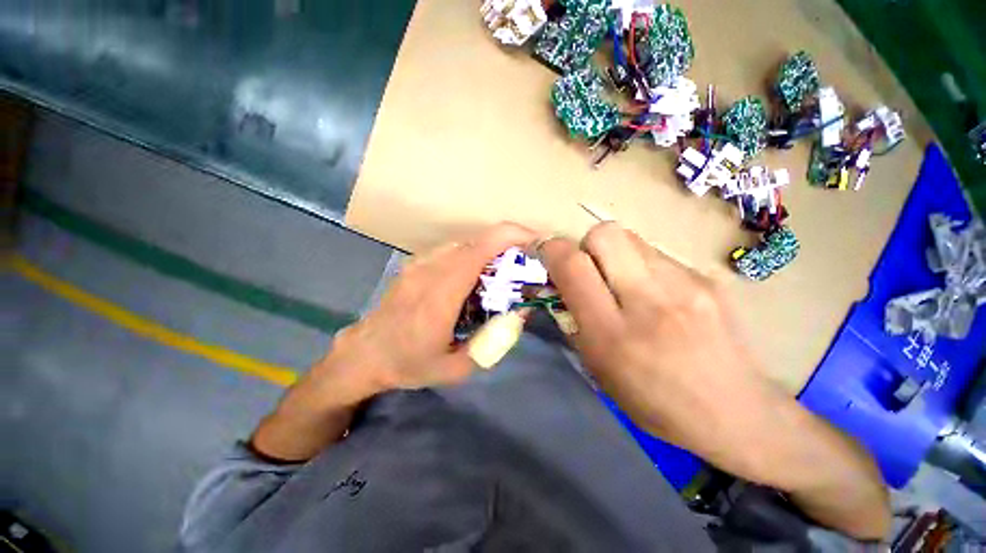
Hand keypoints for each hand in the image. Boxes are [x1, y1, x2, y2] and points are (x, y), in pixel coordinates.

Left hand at [251, 222, 538, 462]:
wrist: (365, 353)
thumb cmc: (410, 364)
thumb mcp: (457, 367)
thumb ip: (493, 341)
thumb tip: (520, 312)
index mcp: (441, 294)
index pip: (479, 250)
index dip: (510, 236)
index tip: (535, 240)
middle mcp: (430, 270)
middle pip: (477, 241)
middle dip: (508, 244)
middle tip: (526, 262)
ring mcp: (420, 263)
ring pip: (465, 242)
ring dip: (491, 250)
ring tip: (504, 269)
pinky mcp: (415, 263)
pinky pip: (452, 249)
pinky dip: (473, 254)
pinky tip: (476, 275)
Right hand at [540, 222, 889, 539]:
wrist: (736, 412)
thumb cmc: (654, 401)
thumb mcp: (598, 368)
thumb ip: (574, 319)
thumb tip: (559, 283)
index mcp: (613, 334)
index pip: (573, 266)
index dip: (551, 250)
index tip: (545, 253)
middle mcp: (649, 301)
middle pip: (604, 234)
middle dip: (584, 244)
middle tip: (587, 267)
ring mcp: (685, 284)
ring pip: (630, 238)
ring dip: (612, 253)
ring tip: (620, 280)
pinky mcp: (706, 278)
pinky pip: (656, 253)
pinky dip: (641, 264)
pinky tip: (653, 291)